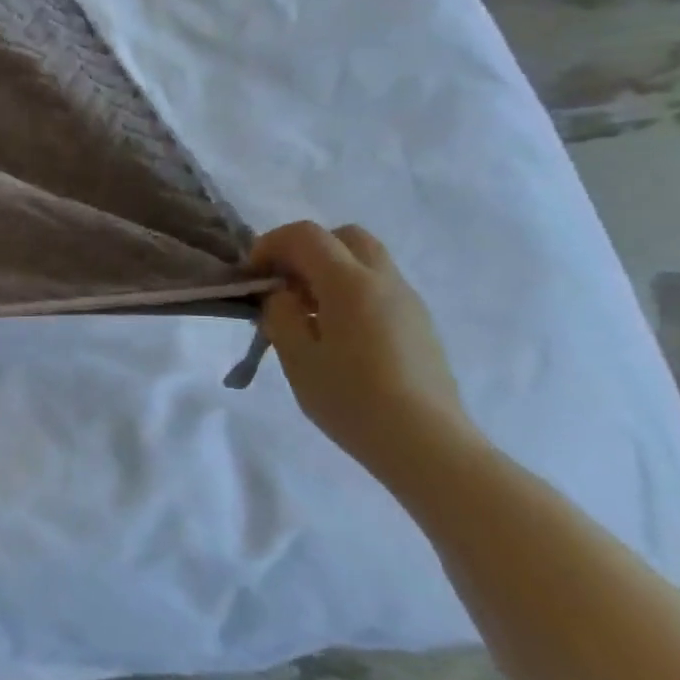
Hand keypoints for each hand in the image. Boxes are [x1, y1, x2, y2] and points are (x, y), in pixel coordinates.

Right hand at [245, 222, 478, 473]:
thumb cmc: (351, 399)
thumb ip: (280, 313)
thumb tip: (283, 294)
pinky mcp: (419, 324)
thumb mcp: (296, 356)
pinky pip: (380, 287)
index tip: (253, 276)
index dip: (271, 245)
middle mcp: (384, 280)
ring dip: (331, 270)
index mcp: (350, 283)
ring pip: (366, 260)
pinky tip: (338, 333)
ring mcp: (408, 301)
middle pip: (344, 236)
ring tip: (308, 312)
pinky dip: (351, 291)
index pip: (305, 235)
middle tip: (284, 284)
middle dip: (306, 249)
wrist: (426, 444)